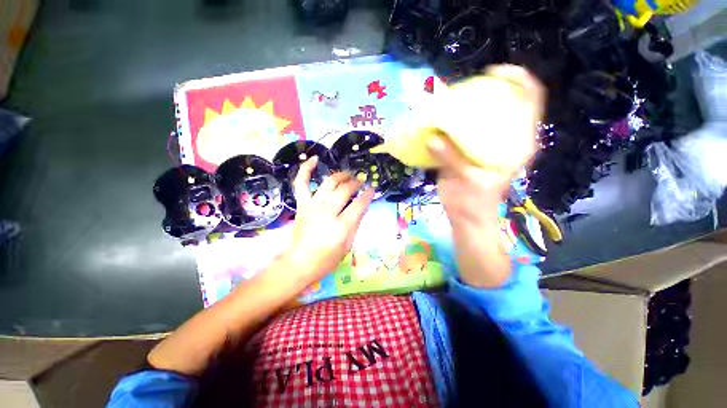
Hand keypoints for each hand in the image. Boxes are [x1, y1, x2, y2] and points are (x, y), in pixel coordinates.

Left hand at [283, 156, 373, 283]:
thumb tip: (362, 207)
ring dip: (340, 175)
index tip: (372, 190)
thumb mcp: (347, 246)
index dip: (368, 195)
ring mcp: (312, 206)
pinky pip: (302, 183)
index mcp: (341, 226)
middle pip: (344, 190)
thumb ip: (356, 224)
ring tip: (347, 175)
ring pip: (329, 183)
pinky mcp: (302, 204)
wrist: (299, 263)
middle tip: (360, 182)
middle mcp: (327, 212)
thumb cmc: (326, 259)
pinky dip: (306, 169)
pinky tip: (314, 158)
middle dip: (355, 183)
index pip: (359, 204)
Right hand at [425, 67, 542, 287]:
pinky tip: (436, 122)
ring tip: (445, 104)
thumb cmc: (475, 204)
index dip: (518, 79)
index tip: (494, 73)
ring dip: (461, 108)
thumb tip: (432, 138)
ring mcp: (482, 145)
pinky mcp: (465, 152)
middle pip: (501, 104)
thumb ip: (452, 159)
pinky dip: (448, 125)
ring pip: (476, 118)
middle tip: (460, 90)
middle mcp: (502, 139)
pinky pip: (457, 132)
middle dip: (483, 91)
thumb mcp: (468, 182)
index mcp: (516, 144)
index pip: (530, 101)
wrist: (467, 219)